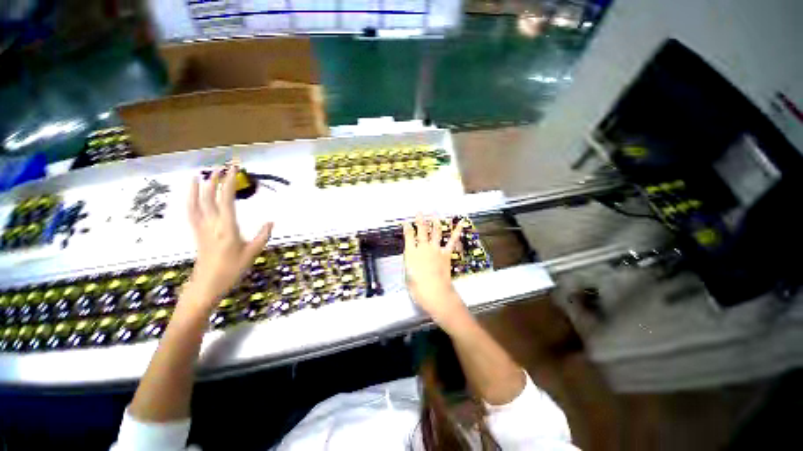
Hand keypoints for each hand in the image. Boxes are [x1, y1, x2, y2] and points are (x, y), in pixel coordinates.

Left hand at [183, 166, 272, 310]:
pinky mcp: (196, 232)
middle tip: (223, 166)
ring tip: (204, 173)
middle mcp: (211, 223)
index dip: (229, 181)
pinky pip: (190, 211)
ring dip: (200, 186)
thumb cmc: (232, 269)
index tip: (234, 168)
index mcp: (227, 226)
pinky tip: (192, 193)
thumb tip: (271, 221)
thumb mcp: (253, 253)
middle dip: (216, 179)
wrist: (207, 284)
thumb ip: (262, 235)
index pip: (226, 198)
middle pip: (209, 196)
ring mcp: (201, 227)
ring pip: (197, 202)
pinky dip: (190, 199)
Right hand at [403, 214, 466, 323]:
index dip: (407, 228)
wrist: (435, 292)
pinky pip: (451, 241)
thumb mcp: (408, 276)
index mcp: (411, 253)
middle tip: (419, 212)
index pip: (408, 236)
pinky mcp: (446, 254)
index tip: (406, 222)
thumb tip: (412, 261)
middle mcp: (423, 248)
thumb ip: (409, 265)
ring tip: (434, 213)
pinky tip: (459, 224)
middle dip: (420, 219)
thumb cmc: (418, 288)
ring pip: (435, 232)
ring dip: (434, 221)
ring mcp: (435, 249)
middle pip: (421, 230)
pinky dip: (456, 232)